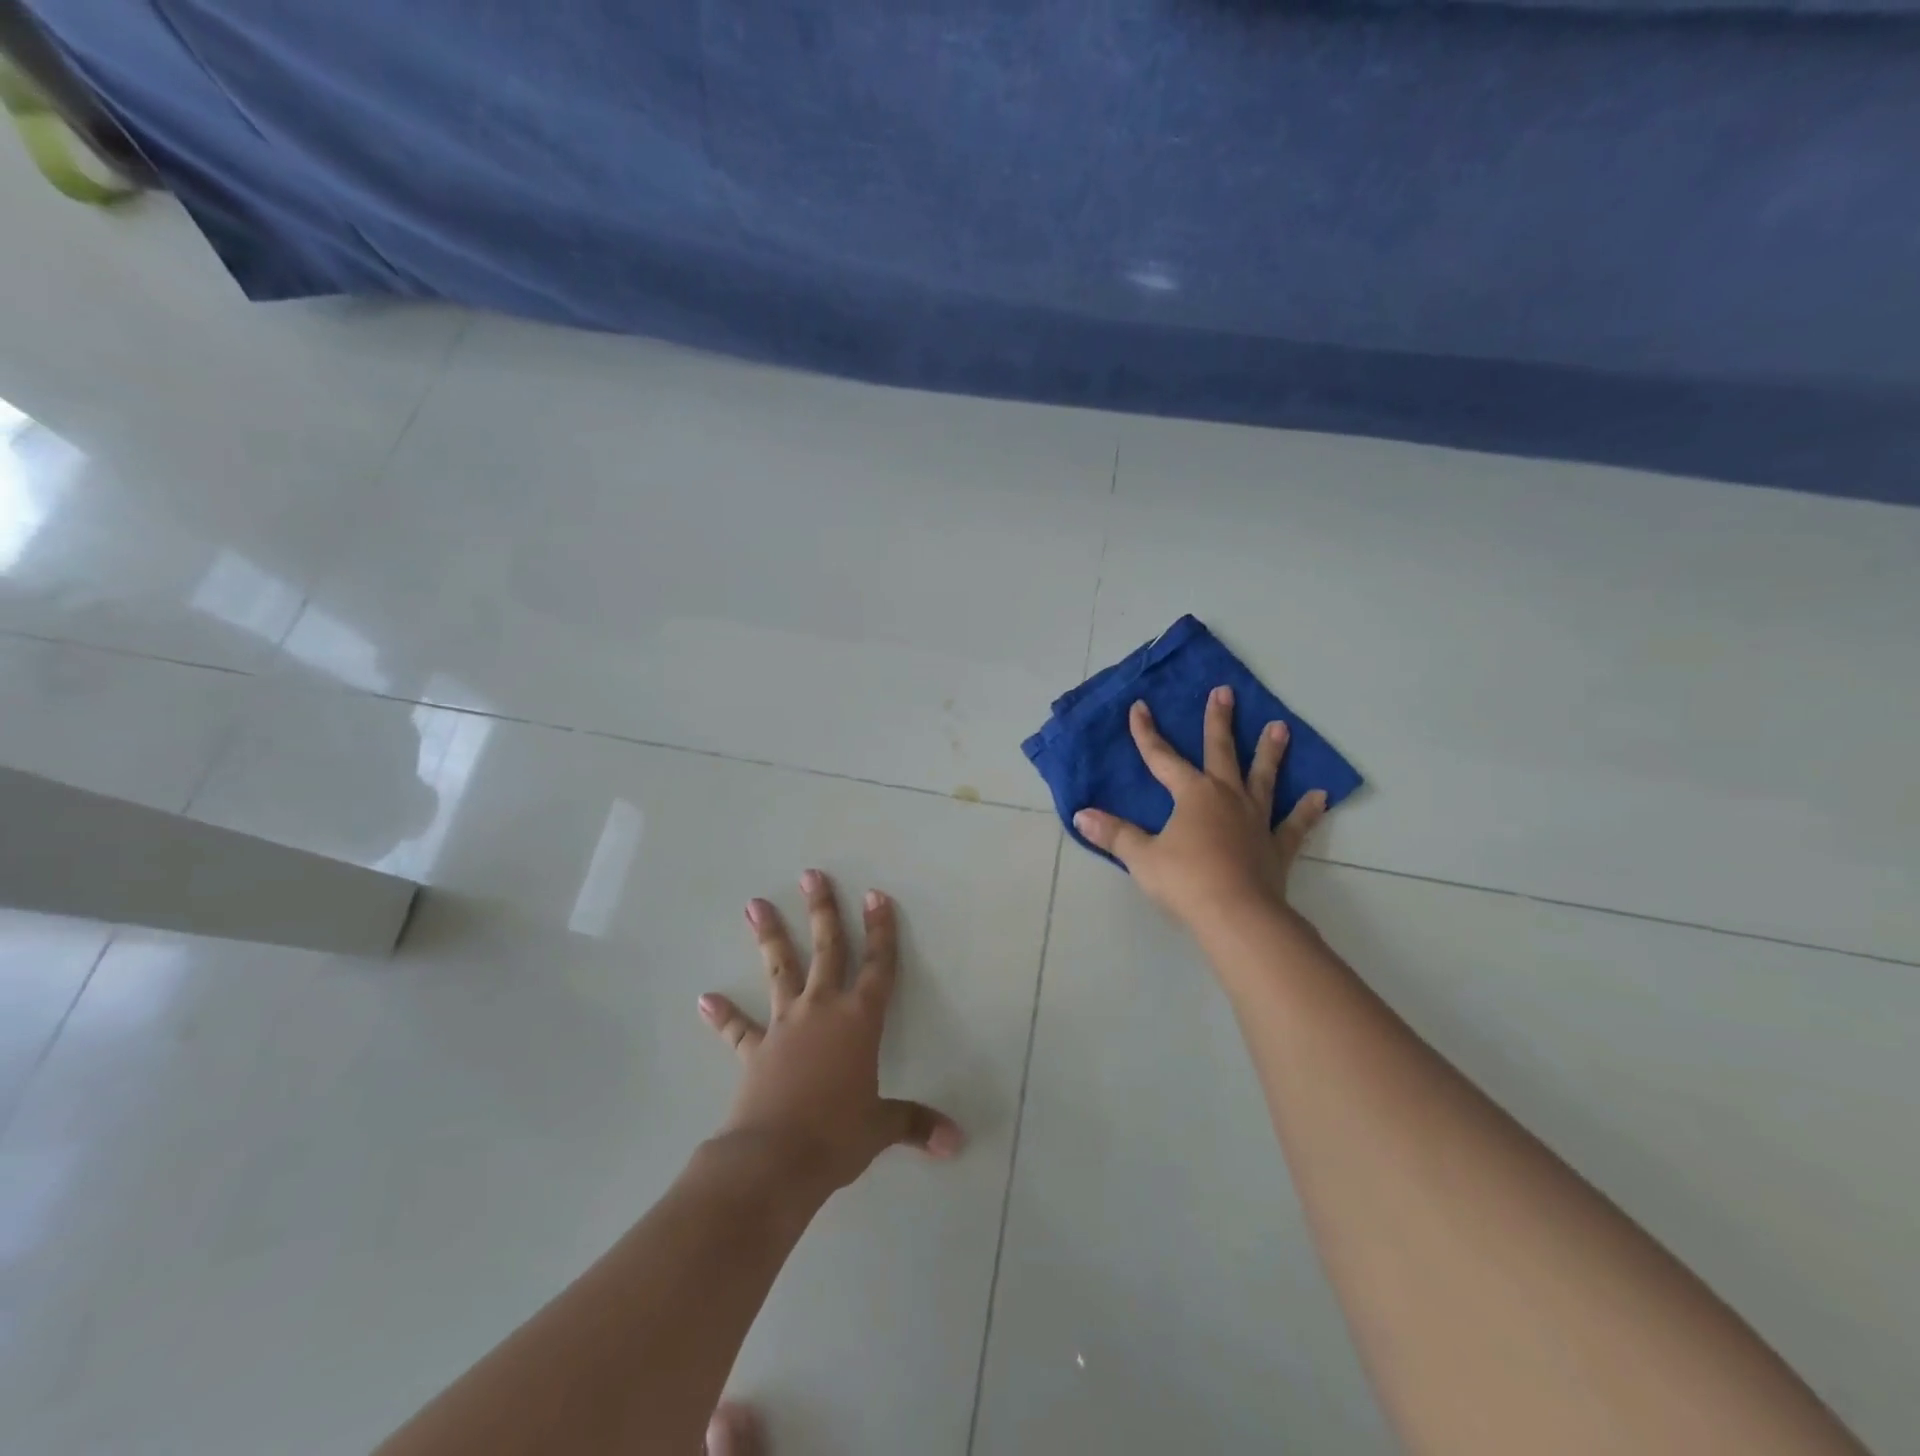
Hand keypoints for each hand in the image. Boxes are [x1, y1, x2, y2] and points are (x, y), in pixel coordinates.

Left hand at [697, 870, 964, 1193]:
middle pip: (826, 949)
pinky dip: (724, 1016)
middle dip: (822, 910)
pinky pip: (739, 1029)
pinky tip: (704, 1000)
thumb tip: (958, 1143)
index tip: (875, 895)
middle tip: (811, 875)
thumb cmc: (837, 1134)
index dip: (880, 930)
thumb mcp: (880, 1127)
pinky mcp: (755, 1051)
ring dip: (769, 937)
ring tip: (753, 904)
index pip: (877, 966)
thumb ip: (916, 1124)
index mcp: (860, 1020)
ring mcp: (785, 1026)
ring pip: (780, 971)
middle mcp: (822, 1010)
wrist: (774, 1160)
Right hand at [1072, 687, 1327, 928]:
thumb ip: (1114, 834)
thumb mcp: (1141, 857)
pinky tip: (1320, 795)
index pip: (1162, 758)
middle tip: (1225, 692)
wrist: (1237, 915)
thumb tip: (1081, 815)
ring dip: (1270, 752)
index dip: (1147, 733)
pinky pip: (1294, 824)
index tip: (1140, 707)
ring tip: (1280, 727)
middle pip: (1221, 752)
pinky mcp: (1276, 846)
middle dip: (1219, 721)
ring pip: (1263, 777)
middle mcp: (1226, 797)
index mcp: (1192, 795)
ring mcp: (1256, 820)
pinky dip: (1306, 810)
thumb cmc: (1185, 881)